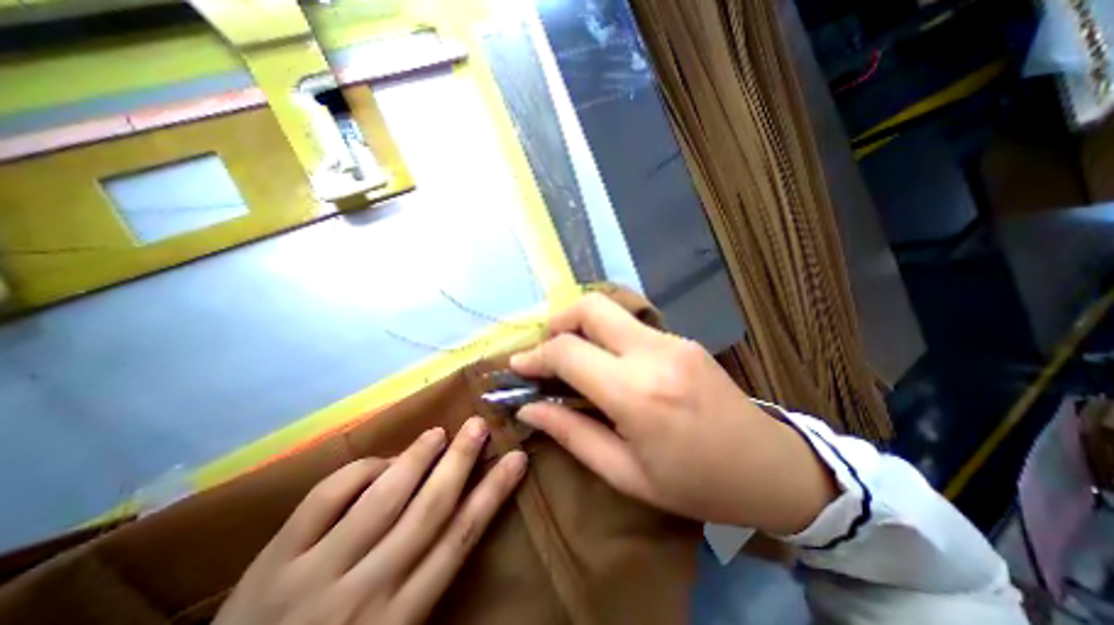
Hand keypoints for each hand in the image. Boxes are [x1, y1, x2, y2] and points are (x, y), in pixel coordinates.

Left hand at [216, 418, 528, 624]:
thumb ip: (422, 580)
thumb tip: (455, 515)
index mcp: (400, 617)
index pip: (461, 538)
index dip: (494, 493)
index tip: (516, 460)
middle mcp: (367, 591)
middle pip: (430, 509)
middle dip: (461, 461)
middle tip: (479, 425)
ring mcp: (316, 574)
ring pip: (383, 498)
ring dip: (417, 457)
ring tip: (439, 432)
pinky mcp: (274, 562)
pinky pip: (327, 498)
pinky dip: (360, 471)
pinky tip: (380, 461)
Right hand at [508, 295, 829, 533]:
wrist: (769, 467)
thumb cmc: (695, 483)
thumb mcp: (625, 474)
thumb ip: (572, 433)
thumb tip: (529, 408)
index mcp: (636, 393)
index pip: (568, 351)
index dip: (536, 355)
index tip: (519, 365)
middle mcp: (653, 353)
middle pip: (590, 307)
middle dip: (558, 320)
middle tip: (546, 348)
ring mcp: (671, 340)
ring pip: (611, 310)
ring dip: (581, 325)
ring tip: (571, 354)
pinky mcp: (682, 338)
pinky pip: (631, 324)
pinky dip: (606, 333)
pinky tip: (606, 360)